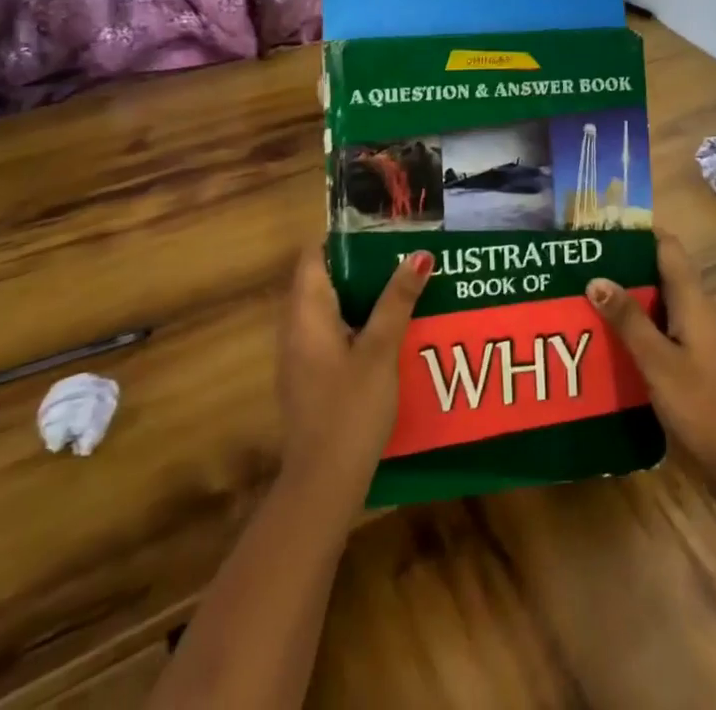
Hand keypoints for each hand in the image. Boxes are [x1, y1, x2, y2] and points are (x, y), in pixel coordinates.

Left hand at [278, 244, 431, 485]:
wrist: (322, 485)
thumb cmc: (349, 409)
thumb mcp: (379, 351)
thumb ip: (397, 301)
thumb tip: (419, 254)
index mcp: (306, 313)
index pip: (314, 255)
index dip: (343, 238)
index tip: (381, 230)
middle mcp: (296, 328)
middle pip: (324, 279)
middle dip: (362, 265)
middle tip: (404, 255)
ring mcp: (301, 355)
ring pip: (331, 308)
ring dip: (364, 295)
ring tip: (405, 285)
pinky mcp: (311, 378)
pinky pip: (333, 334)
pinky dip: (358, 323)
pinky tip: (392, 331)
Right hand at [586, 229, 715, 494]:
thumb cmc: (702, 407)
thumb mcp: (658, 363)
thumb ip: (628, 320)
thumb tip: (595, 277)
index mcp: (694, 301)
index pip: (668, 247)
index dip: (638, 233)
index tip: (601, 231)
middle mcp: (700, 309)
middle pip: (662, 271)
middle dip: (625, 265)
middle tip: (583, 265)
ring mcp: (701, 334)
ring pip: (661, 300)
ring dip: (629, 296)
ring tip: (587, 296)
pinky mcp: (697, 357)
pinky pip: (664, 325)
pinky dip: (639, 323)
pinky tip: (612, 336)